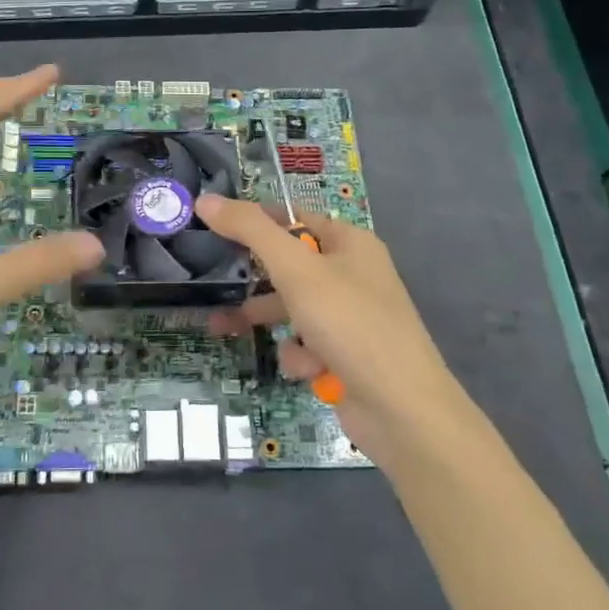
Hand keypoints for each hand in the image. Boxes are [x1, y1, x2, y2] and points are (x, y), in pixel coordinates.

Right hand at [198, 194, 458, 460]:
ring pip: (292, 308)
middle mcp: (353, 275)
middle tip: (214, 280)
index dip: (256, 220)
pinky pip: (307, 344)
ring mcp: (350, 318)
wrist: (402, 409)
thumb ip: (250, 231)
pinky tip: (308, 368)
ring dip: (267, 320)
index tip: (214, 227)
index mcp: (350, 243)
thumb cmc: (350, 324)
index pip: (294, 218)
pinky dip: (301, 356)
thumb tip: (206, 199)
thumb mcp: (296, 269)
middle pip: (289, 265)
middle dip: (253, 279)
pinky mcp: (346, 355)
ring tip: (222, 328)